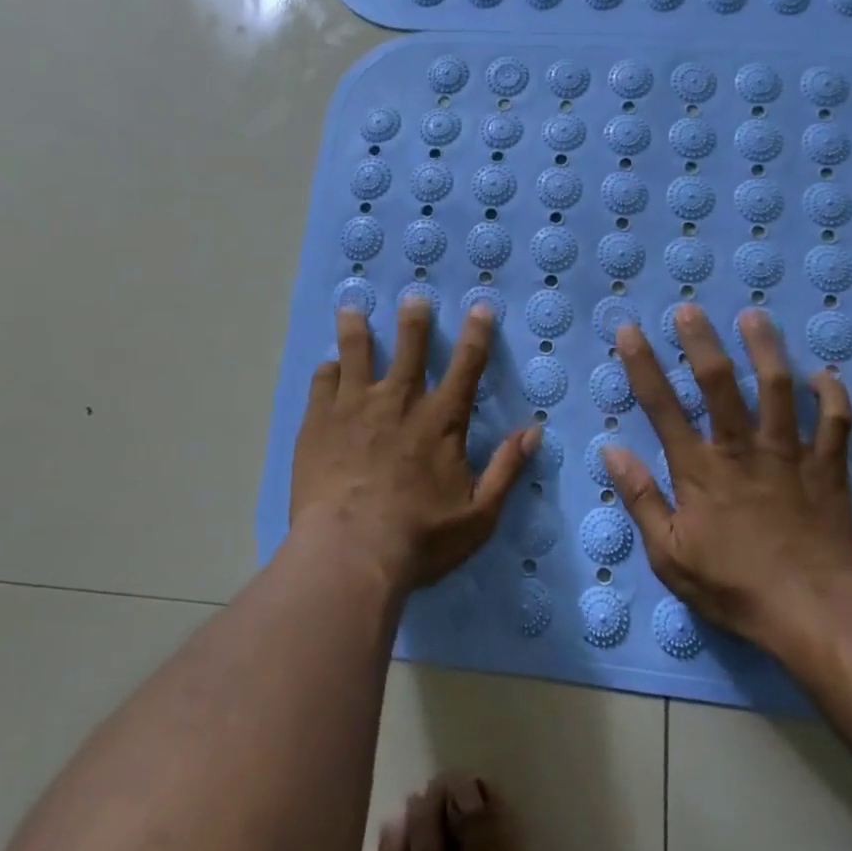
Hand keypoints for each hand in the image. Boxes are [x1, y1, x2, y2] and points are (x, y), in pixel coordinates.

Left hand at [292, 300, 534, 591]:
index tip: (480, 306)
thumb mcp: (478, 515)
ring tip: (351, 307)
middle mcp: (399, 401)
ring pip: (356, 353)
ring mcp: (354, 407)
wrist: (349, 554)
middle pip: (409, 347)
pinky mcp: (318, 421)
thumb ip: (506, 469)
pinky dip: (327, 370)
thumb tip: (533, 431)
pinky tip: (327, 366)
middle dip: (414, 319)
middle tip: (413, 296)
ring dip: (357, 328)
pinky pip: (322, 382)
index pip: (467, 366)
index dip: (477, 334)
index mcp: (440, 420)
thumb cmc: (419, 538)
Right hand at [601, 304, 851, 648]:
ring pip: (778, 387)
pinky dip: (832, 394)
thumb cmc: (735, 586)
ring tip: (754, 317)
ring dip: (765, 349)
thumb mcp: (670, 556)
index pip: (661, 406)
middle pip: (718, 383)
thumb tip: (612, 451)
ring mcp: (788, 453)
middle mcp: (741, 448)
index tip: (631, 330)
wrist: (816, 615)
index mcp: (700, 469)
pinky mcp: (827, 466)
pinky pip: (835, 421)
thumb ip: (641, 500)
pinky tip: (823, 375)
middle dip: (701, 342)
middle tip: (690, 309)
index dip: (642, 364)